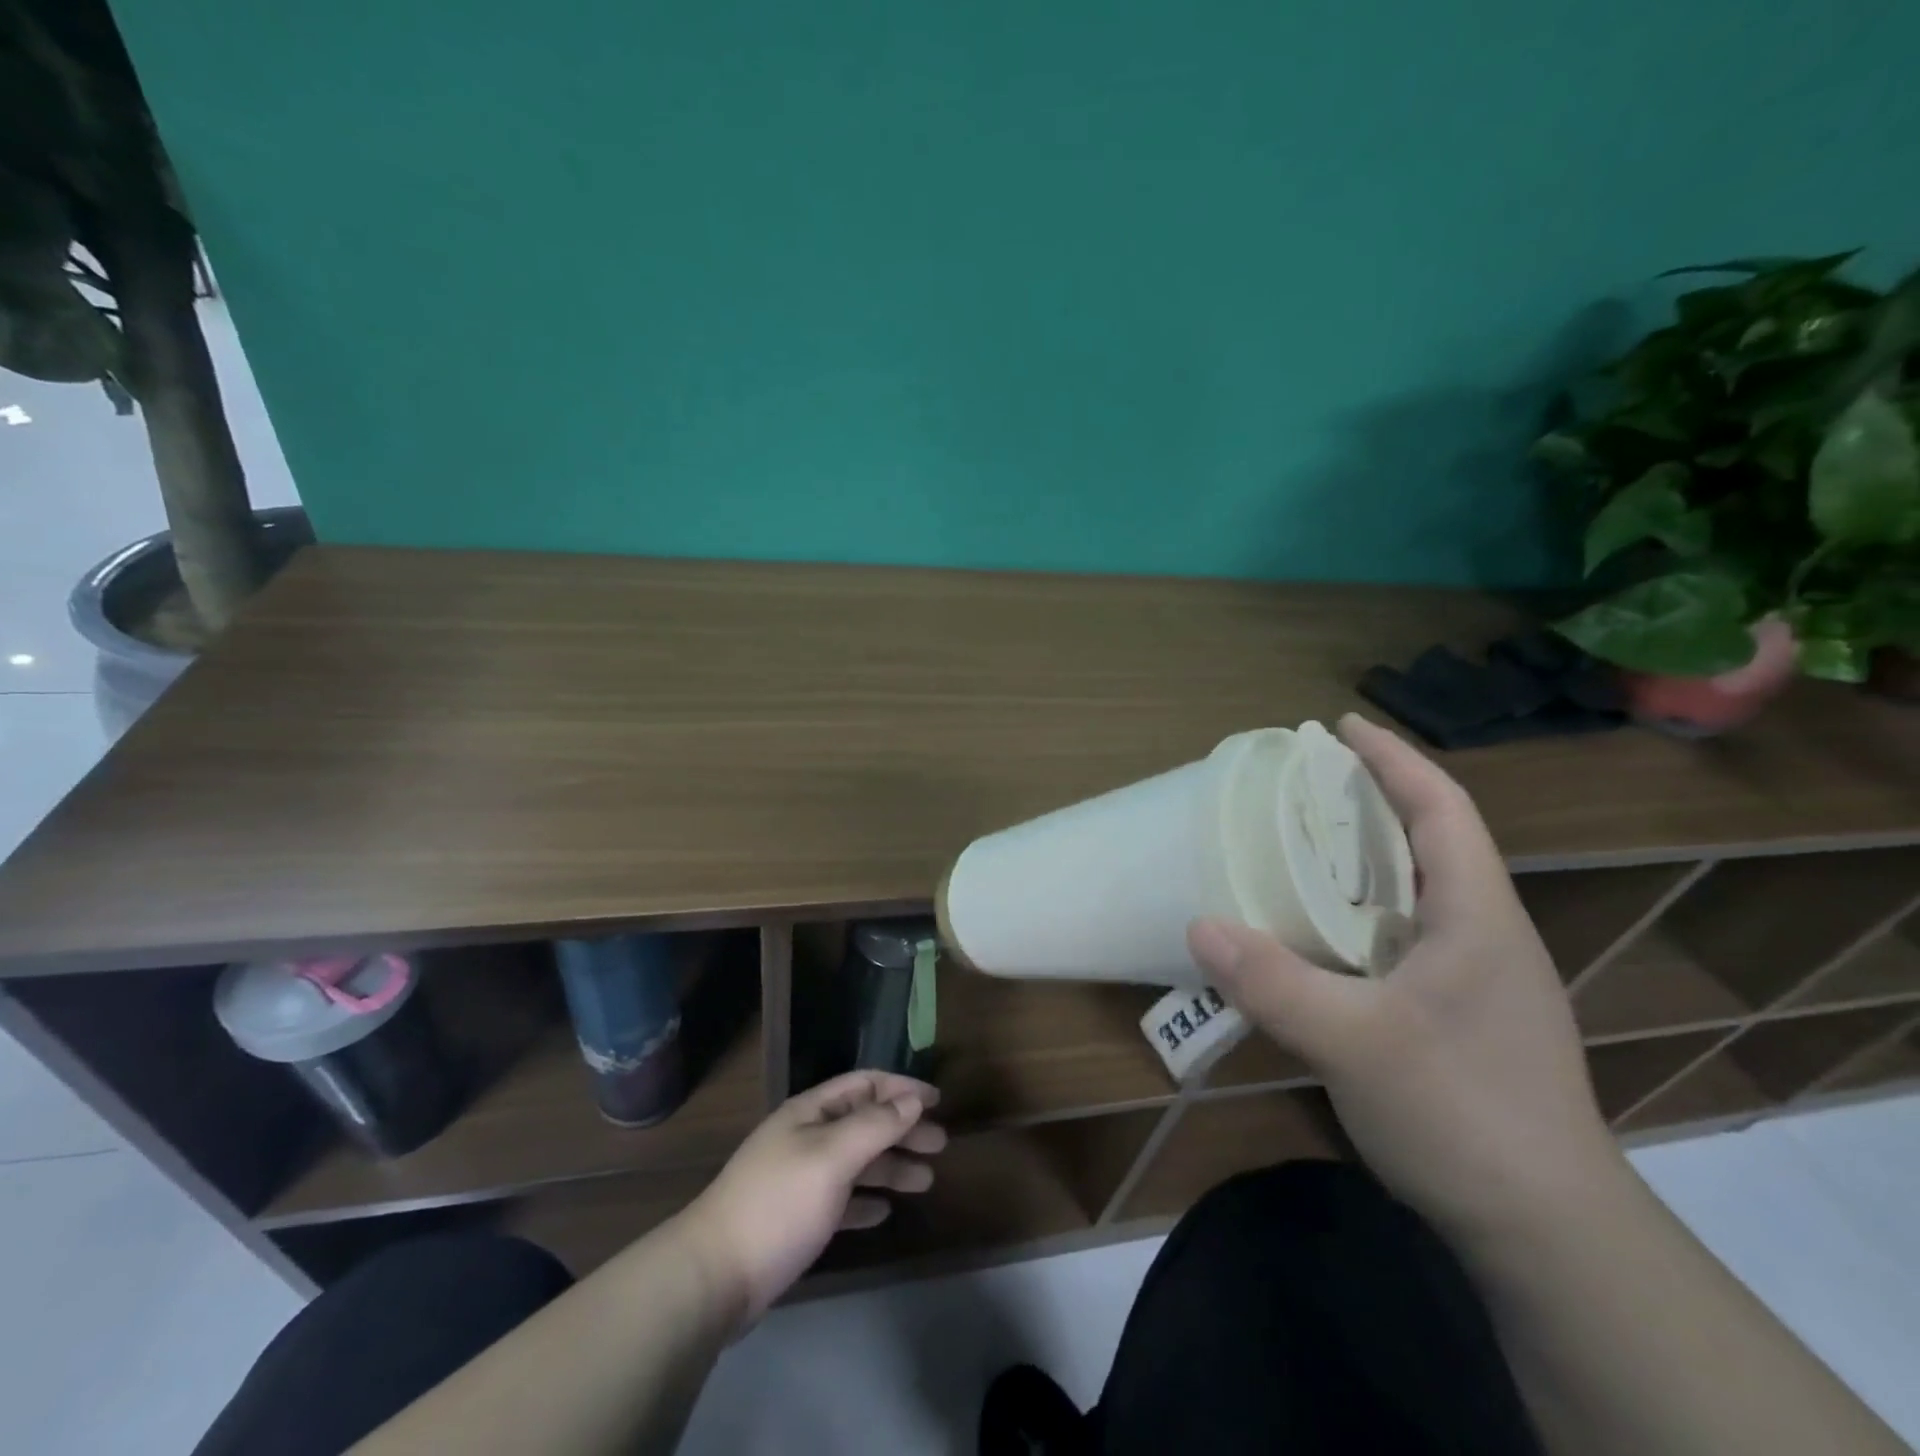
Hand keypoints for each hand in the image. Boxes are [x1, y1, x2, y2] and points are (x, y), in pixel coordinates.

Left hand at [675, 1071, 946, 1325]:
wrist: (714, 1276)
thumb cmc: (778, 1203)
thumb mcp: (831, 1156)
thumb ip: (874, 1125)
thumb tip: (912, 1098)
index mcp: (811, 1112)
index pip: (864, 1085)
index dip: (901, 1087)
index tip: (938, 1101)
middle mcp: (806, 1137)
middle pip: (864, 1122)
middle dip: (903, 1129)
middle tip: (940, 1145)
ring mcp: (799, 1179)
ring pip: (856, 1162)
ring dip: (890, 1166)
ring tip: (926, 1180)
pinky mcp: (796, 1219)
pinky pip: (841, 1199)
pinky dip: (865, 1200)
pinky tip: (884, 1212)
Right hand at [1187, 713, 1624, 1246]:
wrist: (1547, 1233)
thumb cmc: (1464, 1114)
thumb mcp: (1356, 1043)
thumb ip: (1273, 982)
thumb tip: (1198, 924)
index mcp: (1477, 916)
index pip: (1442, 809)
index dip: (1394, 759)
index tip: (1342, 725)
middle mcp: (1484, 934)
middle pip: (1430, 841)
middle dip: (1370, 801)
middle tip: (1302, 786)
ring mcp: (1475, 979)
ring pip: (1415, 893)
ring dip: (1363, 859)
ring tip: (1299, 848)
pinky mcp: (1458, 1016)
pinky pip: (1401, 938)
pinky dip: (1356, 914)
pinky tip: (1315, 935)